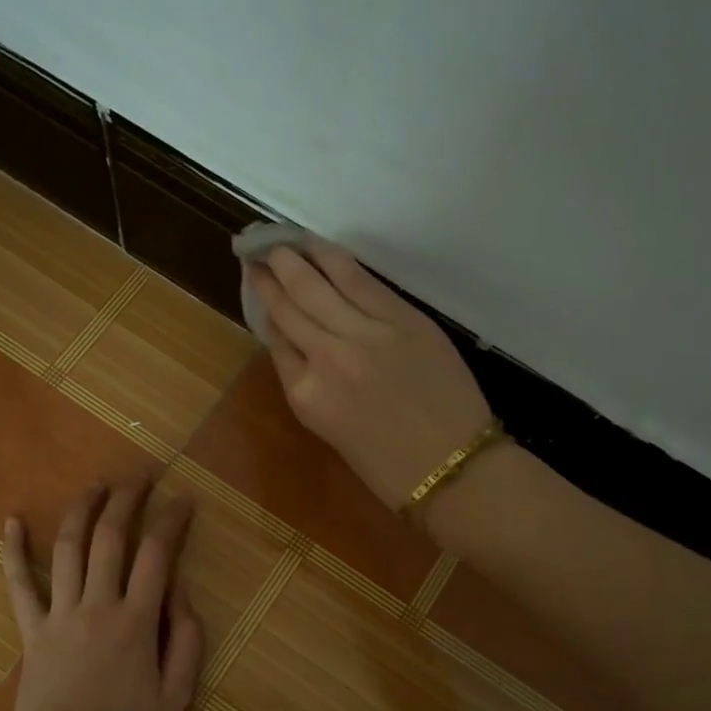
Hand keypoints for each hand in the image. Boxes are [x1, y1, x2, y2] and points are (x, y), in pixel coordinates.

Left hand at [1, 481, 204, 710]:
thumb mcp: (178, 696)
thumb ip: (187, 639)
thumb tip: (179, 592)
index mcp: (136, 622)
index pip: (157, 553)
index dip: (172, 519)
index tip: (184, 498)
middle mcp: (97, 606)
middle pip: (111, 537)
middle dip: (128, 498)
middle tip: (141, 475)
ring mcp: (59, 615)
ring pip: (68, 548)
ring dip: (82, 510)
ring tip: (96, 484)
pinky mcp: (31, 631)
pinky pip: (18, 585)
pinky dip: (12, 550)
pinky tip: (11, 519)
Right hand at [245, 241, 493, 511]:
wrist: (455, 470)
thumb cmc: (391, 469)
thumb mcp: (334, 432)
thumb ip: (313, 386)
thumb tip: (303, 347)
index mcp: (305, 396)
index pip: (276, 340)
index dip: (264, 309)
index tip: (257, 287)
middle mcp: (326, 358)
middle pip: (289, 306)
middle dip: (268, 275)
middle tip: (255, 251)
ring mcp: (365, 333)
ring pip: (317, 285)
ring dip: (292, 258)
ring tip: (277, 240)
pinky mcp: (402, 318)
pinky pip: (359, 280)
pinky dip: (333, 259)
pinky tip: (317, 246)